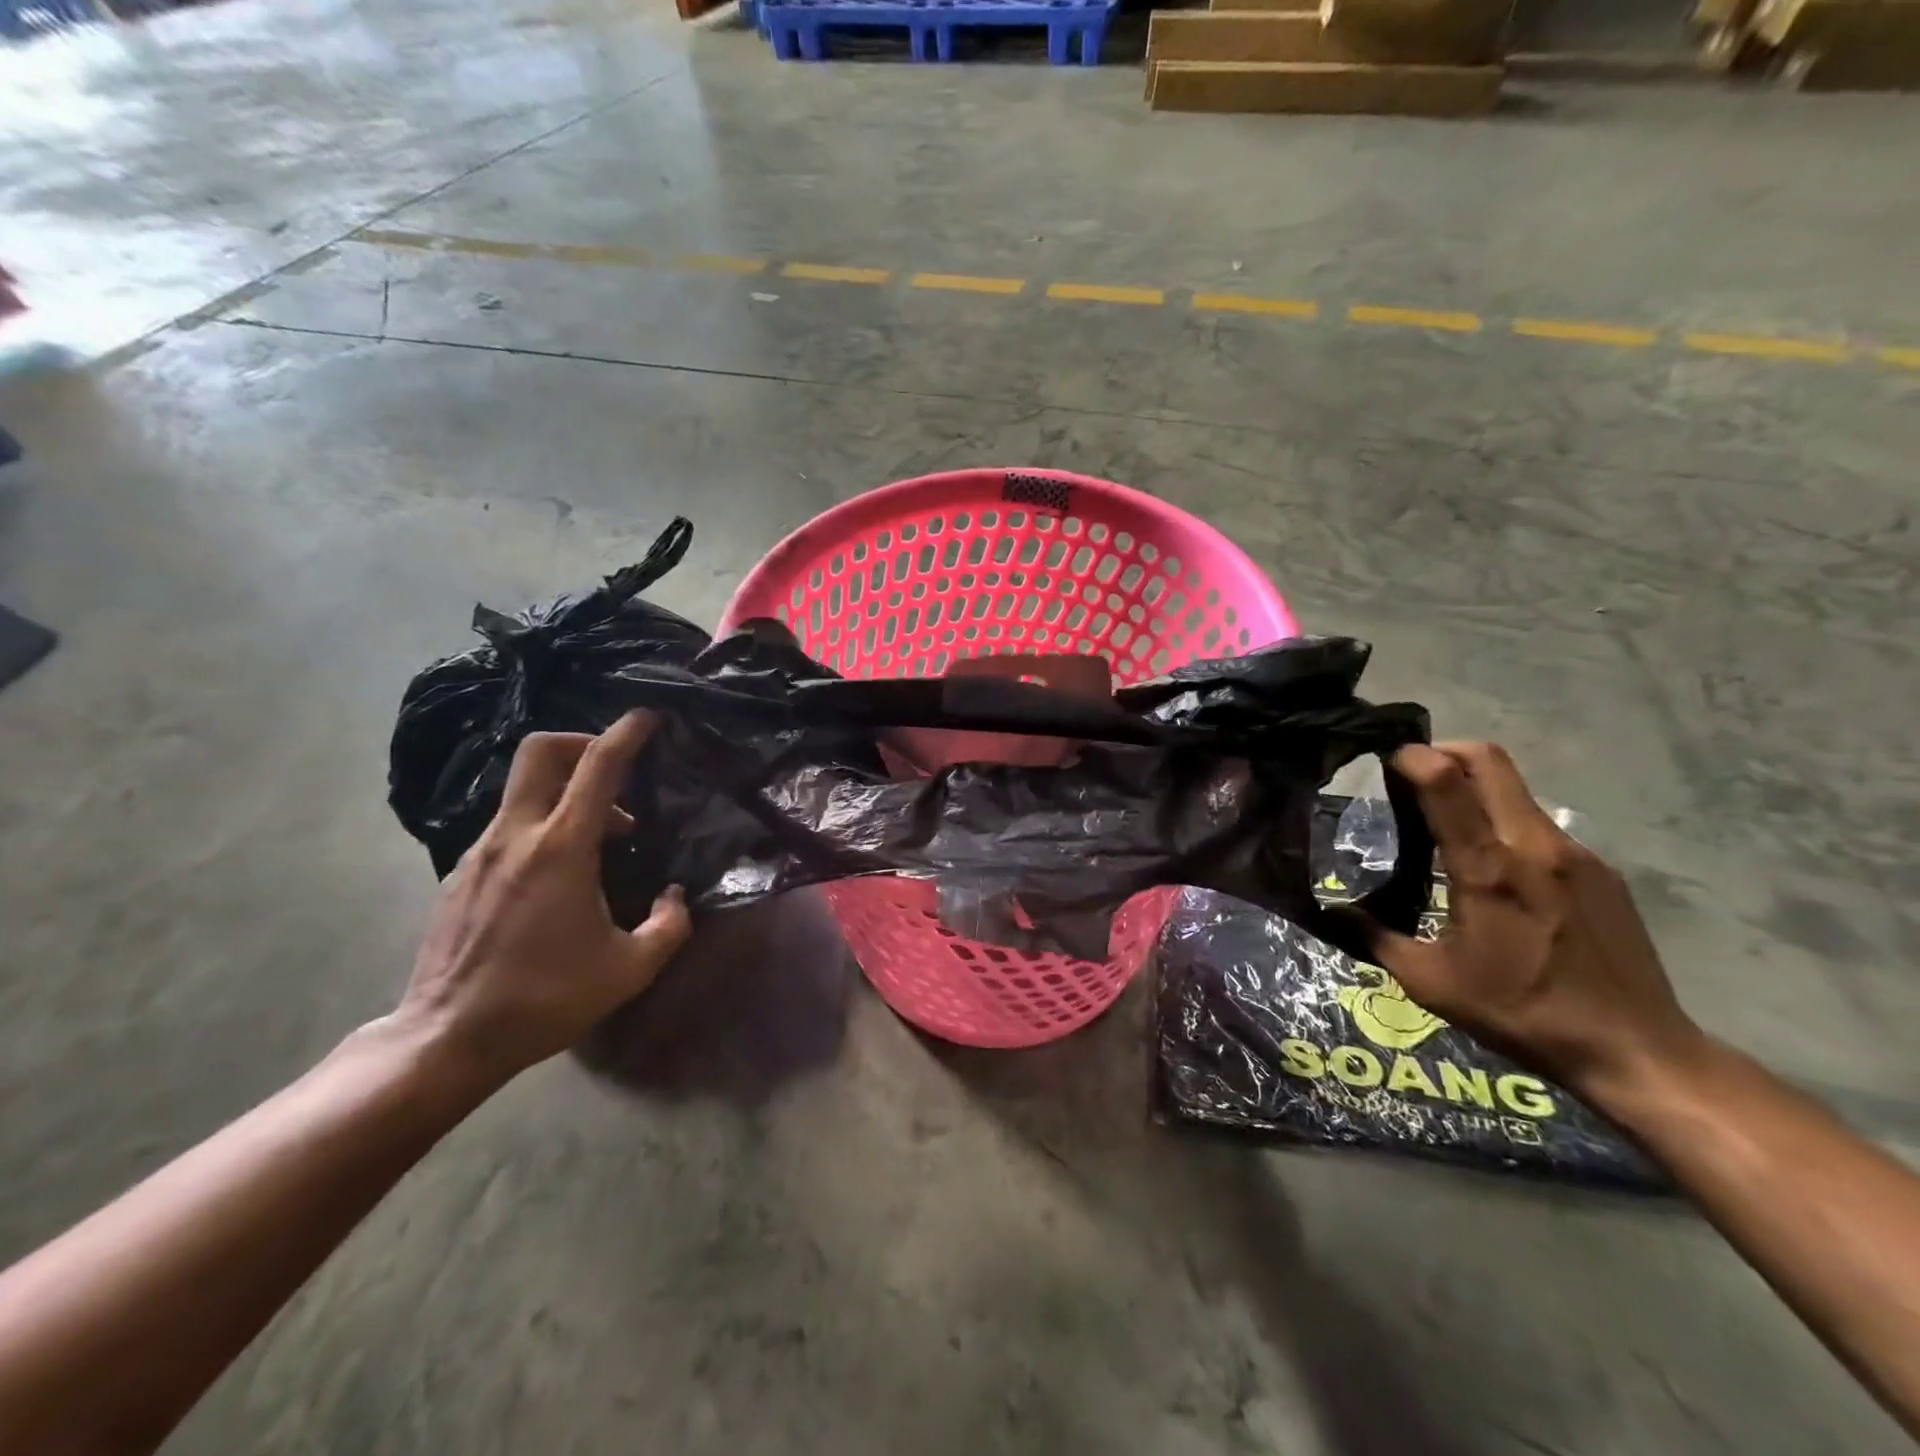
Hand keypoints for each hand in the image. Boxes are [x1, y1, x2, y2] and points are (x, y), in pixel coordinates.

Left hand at [395, 711, 691, 1087]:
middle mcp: (515, 836)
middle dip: (583, 742)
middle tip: (617, 770)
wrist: (447, 1038)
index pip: (596, 767)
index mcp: (561, 849)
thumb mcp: (629, 969)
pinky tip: (563, 873)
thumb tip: (675, 896)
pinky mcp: (462, 873)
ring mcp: (481, 852)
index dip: (626, 733)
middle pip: (541, 752)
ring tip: (606, 841)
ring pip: (525, 789)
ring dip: (569, 794)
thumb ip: (669, 925)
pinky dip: (545, 825)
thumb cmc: (545, 998)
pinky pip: (511, 825)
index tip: (649, 717)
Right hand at [1370, 741, 1708, 1103]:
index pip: (1447, 780)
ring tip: (1446, 823)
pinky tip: (1496, 869)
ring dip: (1474, 787)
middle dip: (1443, 751)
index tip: (1384, 762)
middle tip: (1411, 774)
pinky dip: (1505, 823)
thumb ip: (1374, 935)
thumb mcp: (1428, 981)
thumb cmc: (1520, 1012)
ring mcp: (1574, 853)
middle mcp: (1533, 845)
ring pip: (1516, 789)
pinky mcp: (1600, 871)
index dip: (1411, 757)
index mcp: (1486, 868)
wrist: (1636, 1050)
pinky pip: (1539, 825)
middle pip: (1488, 759)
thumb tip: (1332, 910)